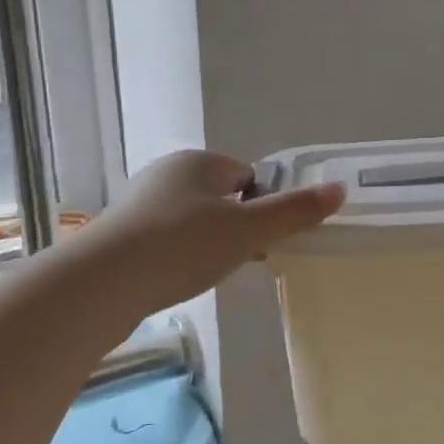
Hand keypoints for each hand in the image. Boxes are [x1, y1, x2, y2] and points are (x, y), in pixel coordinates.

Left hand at [84, 150, 345, 311]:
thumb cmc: (184, 245)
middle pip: (221, 197)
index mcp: (200, 162)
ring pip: (193, 219)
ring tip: (208, 273)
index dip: (263, 206)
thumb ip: (294, 212)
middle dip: (236, 226)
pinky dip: (179, 256)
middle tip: (241, 260)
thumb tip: (339, 190)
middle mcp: (168, 172)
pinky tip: (178, 278)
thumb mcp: (248, 231)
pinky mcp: (121, 233)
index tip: (265, 240)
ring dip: (207, 243)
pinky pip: (166, 238)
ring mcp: (140, 202)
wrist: (103, 281)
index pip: (248, 176)